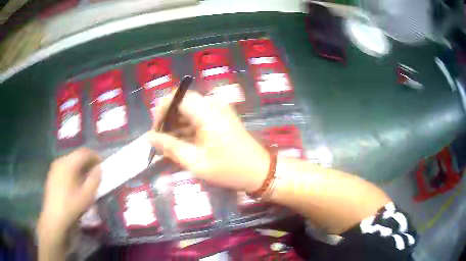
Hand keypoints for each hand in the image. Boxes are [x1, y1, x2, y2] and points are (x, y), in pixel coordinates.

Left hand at [38, 148, 100, 249]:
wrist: (54, 219)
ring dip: (80, 166)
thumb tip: (99, 168)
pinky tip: (75, 182)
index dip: (95, 156)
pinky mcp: (52, 174)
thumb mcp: (87, 195)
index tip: (102, 164)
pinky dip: (72, 171)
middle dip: (87, 161)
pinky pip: (64, 167)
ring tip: (86, 178)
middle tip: (95, 172)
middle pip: (76, 155)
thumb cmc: (72, 207)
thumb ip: (95, 179)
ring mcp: (54, 167)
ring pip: (70, 161)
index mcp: (69, 163)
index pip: (84, 152)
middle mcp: (60, 160)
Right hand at [147, 91, 268, 191]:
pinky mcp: (221, 118)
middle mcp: (212, 105)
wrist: (260, 171)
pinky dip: (188, 129)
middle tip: (161, 143)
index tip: (155, 131)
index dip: (161, 111)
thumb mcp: (196, 162)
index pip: (176, 97)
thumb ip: (170, 147)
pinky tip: (184, 145)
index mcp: (206, 111)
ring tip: (170, 148)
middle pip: (181, 104)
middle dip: (168, 121)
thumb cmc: (229, 169)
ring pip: (189, 111)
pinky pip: (198, 117)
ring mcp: (218, 111)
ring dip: (177, 126)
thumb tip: (149, 137)